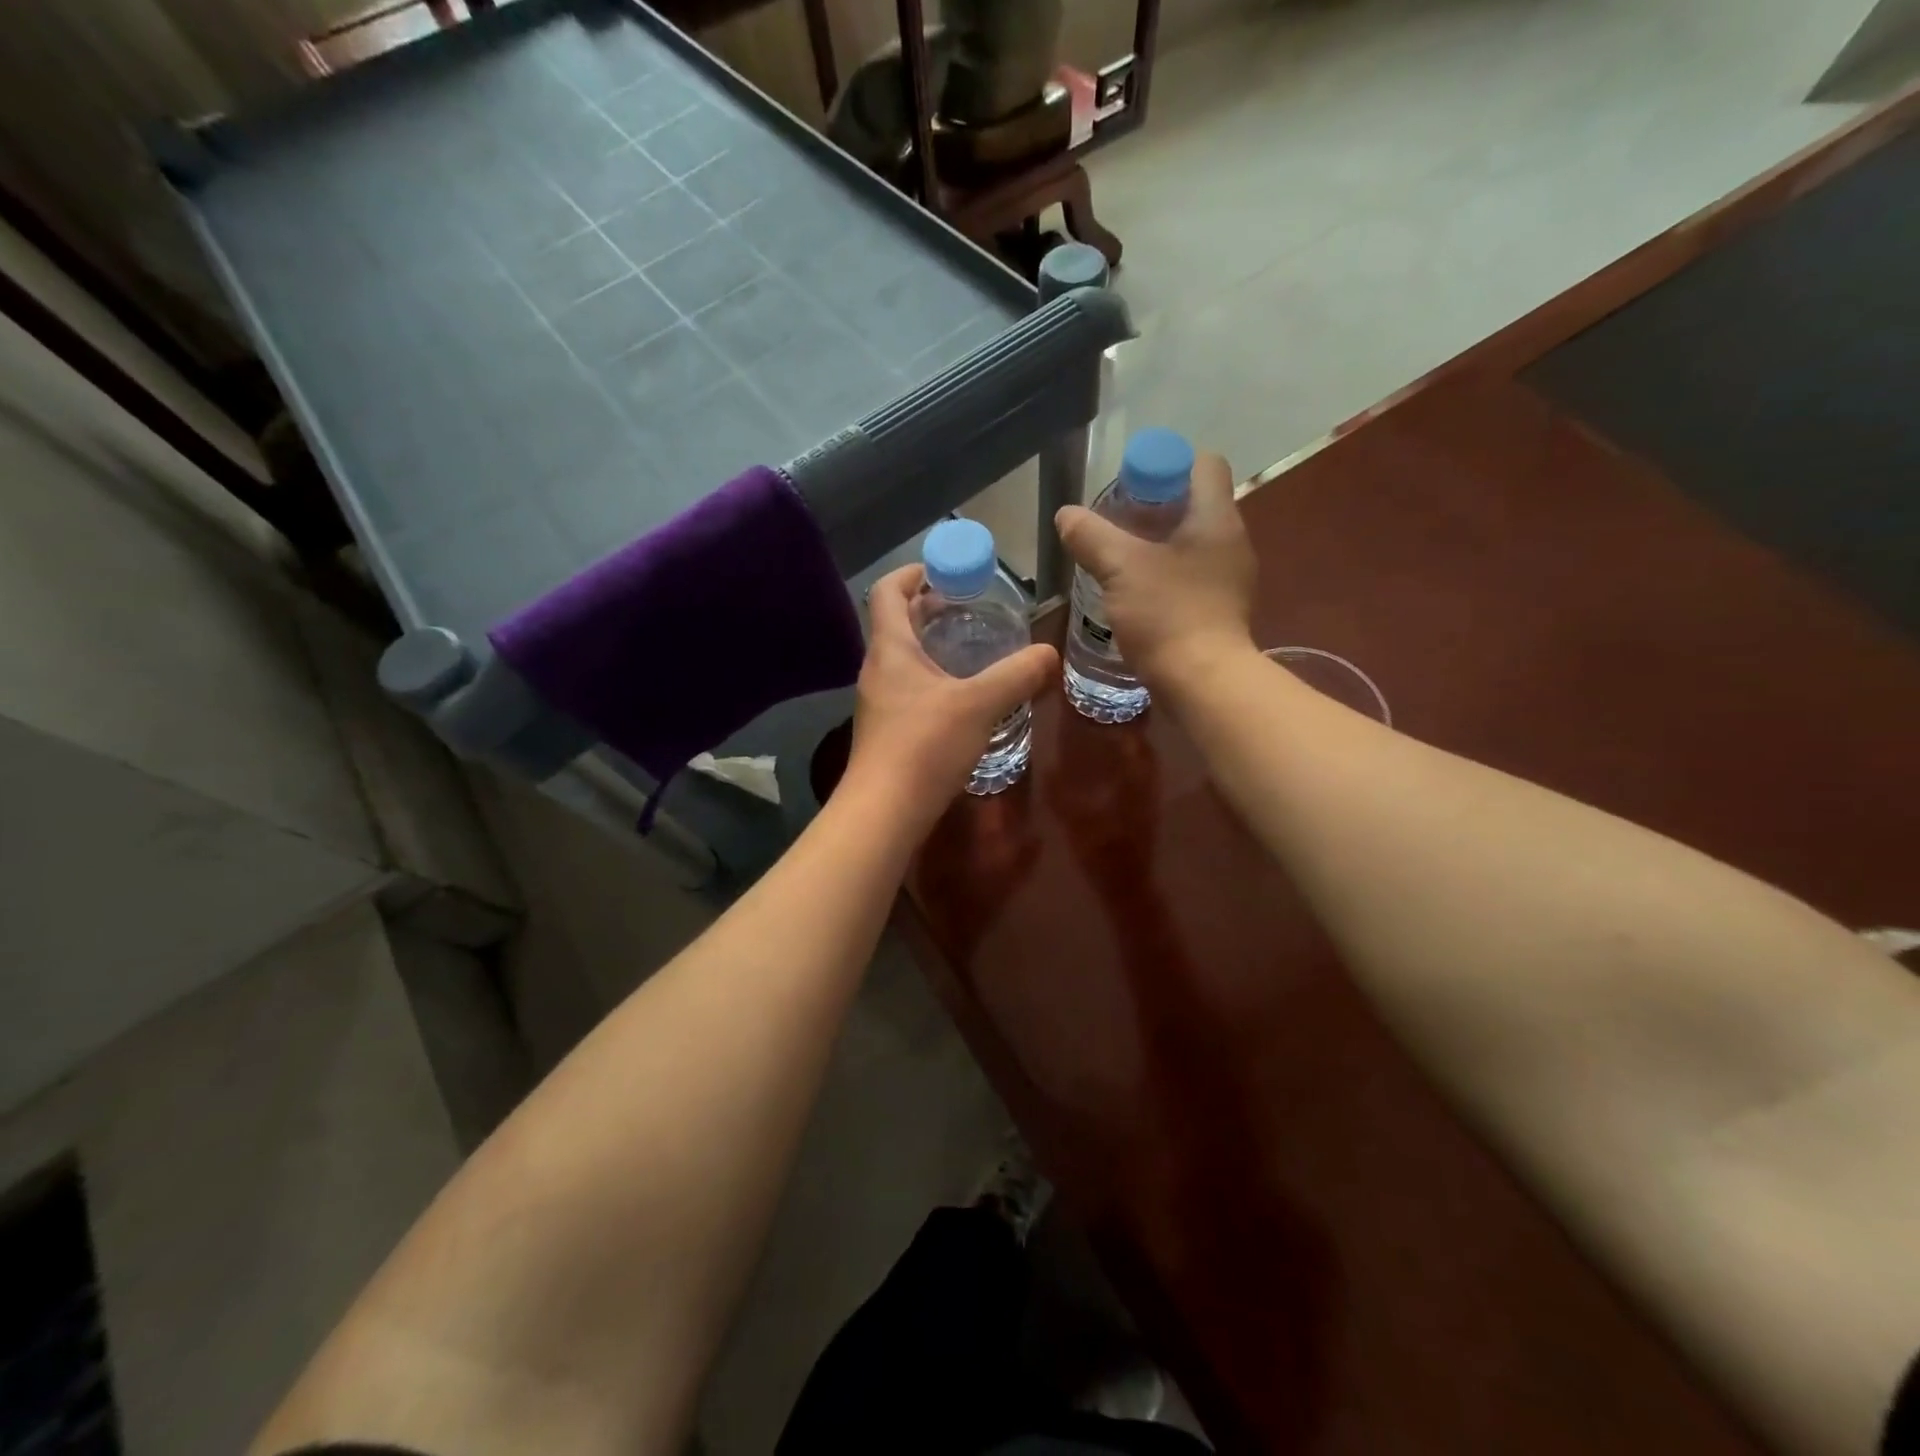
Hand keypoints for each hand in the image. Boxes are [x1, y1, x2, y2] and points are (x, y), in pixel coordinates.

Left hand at [844, 565, 1057, 827]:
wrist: (884, 811)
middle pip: (897, 623)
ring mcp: (880, 703)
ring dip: (934, 646)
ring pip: (905, 660)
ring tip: (975, 649)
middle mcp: (878, 670)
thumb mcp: (979, 704)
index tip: (944, 569)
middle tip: (972, 607)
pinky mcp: (888, 732)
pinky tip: (966, 697)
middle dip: (931, 609)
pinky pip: (911, 690)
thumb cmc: (925, 745)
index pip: (887, 591)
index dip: (912, 572)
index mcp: (891, 649)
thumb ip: (1017, 674)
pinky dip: (935, 679)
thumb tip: (1050, 653)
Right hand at [1055, 450, 1256, 687]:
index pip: (1203, 464)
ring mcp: (1230, 579)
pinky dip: (1166, 576)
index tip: (1129, 488)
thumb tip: (1066, 515)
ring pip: (1191, 543)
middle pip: (1194, 504)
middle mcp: (1232, 541)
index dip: (1166, 465)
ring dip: (1157, 545)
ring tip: (1118, 561)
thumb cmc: (1167, 614)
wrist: (1203, 683)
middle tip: (1115, 525)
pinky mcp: (1221, 610)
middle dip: (1153, 508)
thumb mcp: (1120, 568)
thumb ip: (1091, 536)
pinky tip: (1136, 595)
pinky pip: (1191, 577)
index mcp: (1217, 518)